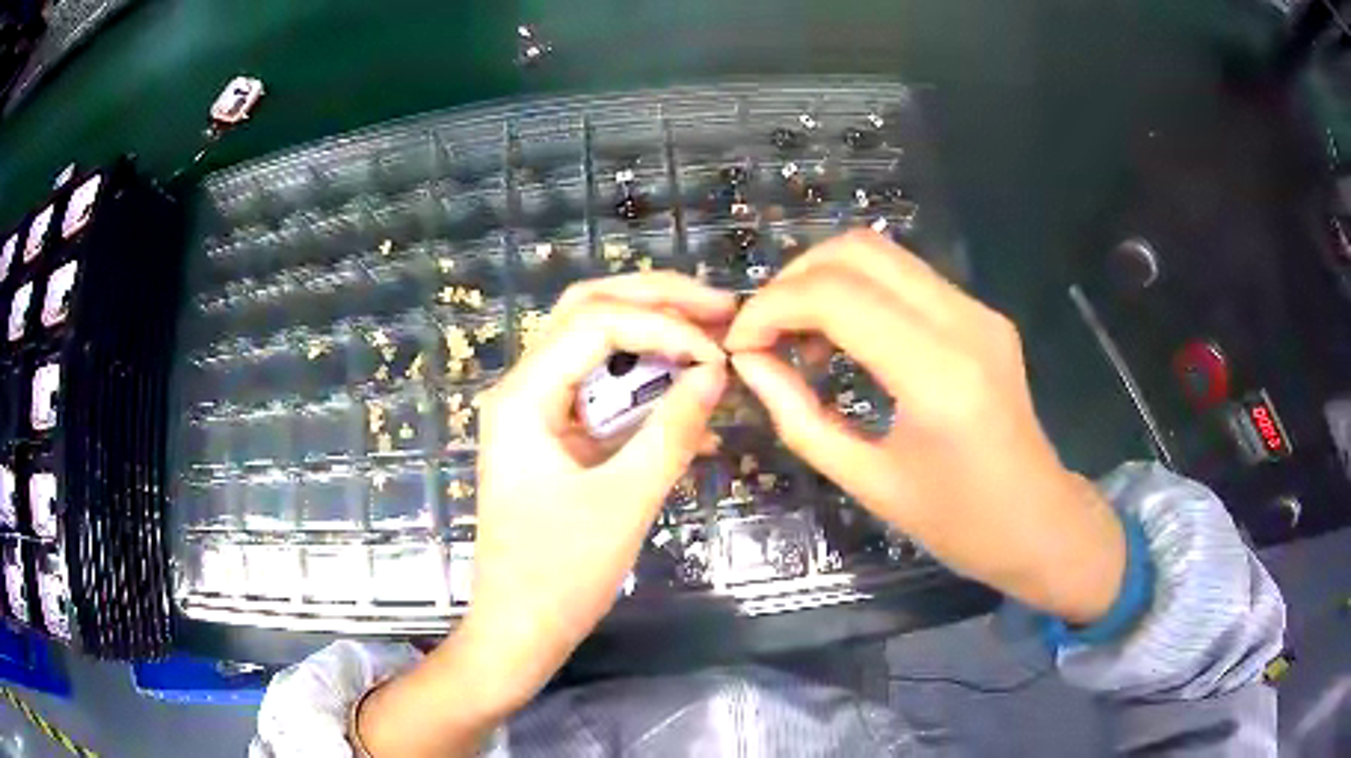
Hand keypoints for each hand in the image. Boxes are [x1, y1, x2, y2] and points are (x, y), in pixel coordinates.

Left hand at [358, 273, 732, 756]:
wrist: (520, 628)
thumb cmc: (560, 574)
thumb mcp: (624, 501)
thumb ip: (673, 430)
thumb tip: (716, 371)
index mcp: (524, 395)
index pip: (597, 321)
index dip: (665, 325)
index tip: (720, 354)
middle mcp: (523, 387)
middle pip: (590, 310)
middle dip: (658, 302)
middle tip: (721, 308)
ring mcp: (537, 410)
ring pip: (597, 344)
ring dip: (655, 336)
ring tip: (715, 339)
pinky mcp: (555, 435)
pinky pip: (603, 390)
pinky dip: (648, 386)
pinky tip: (692, 401)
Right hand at [725, 231, 1124, 624]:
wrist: (1038, 521)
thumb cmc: (957, 522)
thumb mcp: (868, 482)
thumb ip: (800, 417)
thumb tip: (751, 365)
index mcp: (936, 373)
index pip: (835, 296)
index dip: (771, 308)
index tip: (740, 345)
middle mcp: (962, 321)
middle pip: (857, 251)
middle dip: (793, 280)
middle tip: (765, 333)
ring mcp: (978, 310)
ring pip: (881, 253)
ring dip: (824, 280)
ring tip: (798, 337)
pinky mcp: (982, 314)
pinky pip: (906, 278)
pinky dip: (858, 292)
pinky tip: (843, 338)